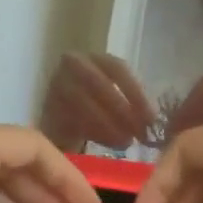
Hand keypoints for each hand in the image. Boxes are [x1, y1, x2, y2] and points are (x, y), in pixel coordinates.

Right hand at [39, 52, 155, 151]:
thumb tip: (155, 121)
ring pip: (86, 104)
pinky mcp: (48, 110)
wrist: (60, 124)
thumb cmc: (96, 110)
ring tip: (126, 142)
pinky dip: (96, 134)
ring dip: (110, 126)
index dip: (136, 93)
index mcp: (95, 58)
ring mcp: (57, 85)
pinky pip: (74, 121)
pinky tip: (111, 145)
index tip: (151, 118)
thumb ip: (133, 104)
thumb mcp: (116, 99)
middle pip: (100, 84)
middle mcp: (72, 64)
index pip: (118, 68)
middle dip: (123, 111)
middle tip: (140, 134)